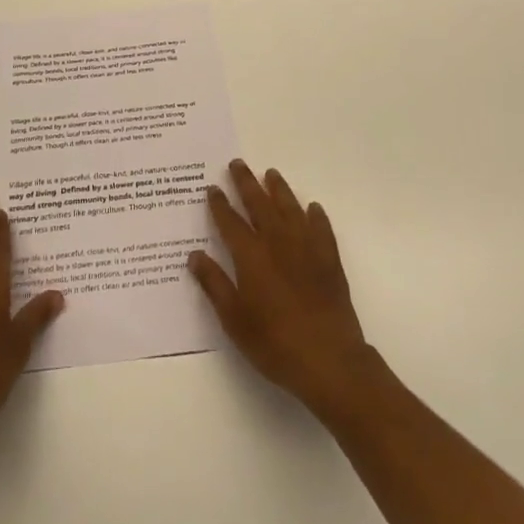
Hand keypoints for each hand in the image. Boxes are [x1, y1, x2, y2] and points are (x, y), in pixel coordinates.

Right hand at [188, 159, 375, 418]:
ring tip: (271, 173)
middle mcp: (277, 242)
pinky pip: (321, 228)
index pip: (230, 221)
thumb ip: (214, 284)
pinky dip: (315, 215)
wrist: (328, 359)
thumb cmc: (274, 342)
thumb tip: (194, 255)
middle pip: (259, 204)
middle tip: (237, 164)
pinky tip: (312, 208)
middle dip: (246, 182)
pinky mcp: (329, 259)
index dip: (219, 204)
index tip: (211, 188)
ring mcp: (306, 247)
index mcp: (251, 256)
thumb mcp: (234, 319)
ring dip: (279, 189)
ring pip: (290, 208)